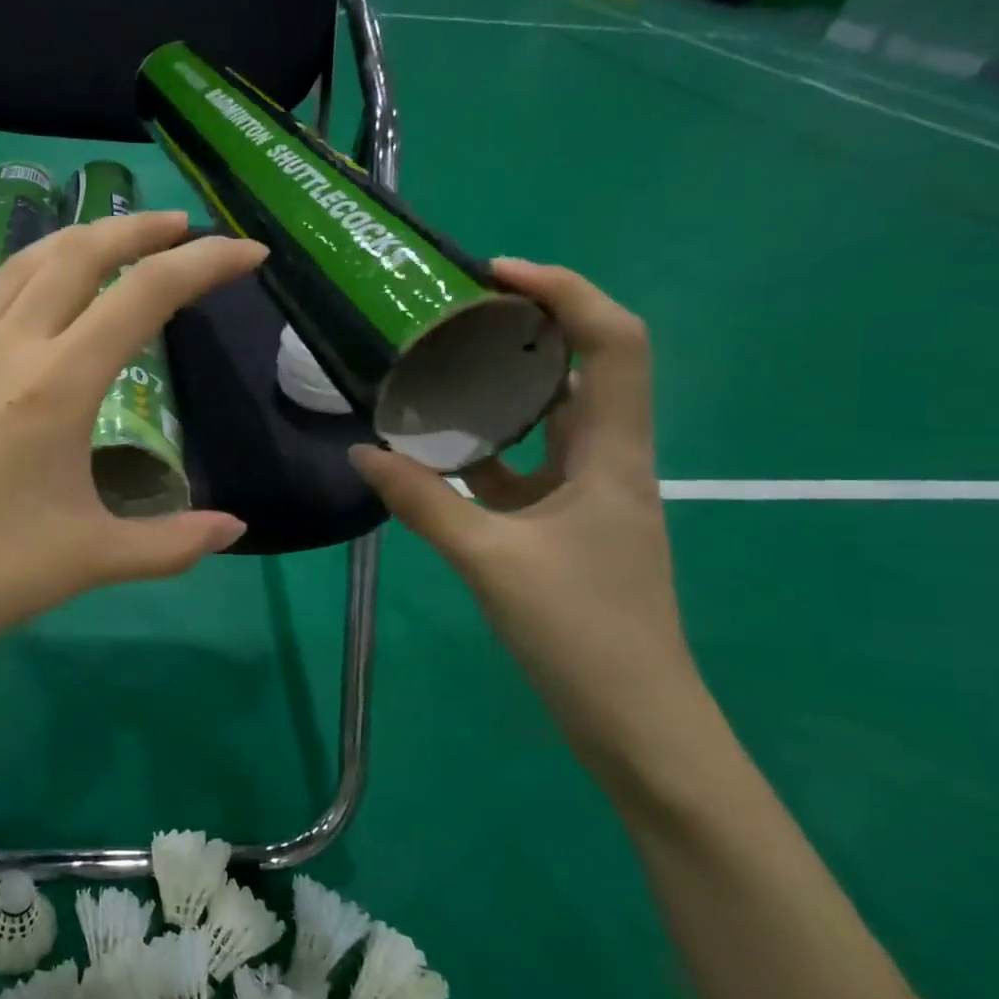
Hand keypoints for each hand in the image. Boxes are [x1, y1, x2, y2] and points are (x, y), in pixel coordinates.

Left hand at [0, 212, 261, 688]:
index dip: (205, 264)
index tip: (248, 253)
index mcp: (59, 384)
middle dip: (138, 229)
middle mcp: (6, 348)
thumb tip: (234, 529)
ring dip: (69, 242)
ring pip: (16, 267)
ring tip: (104, 242)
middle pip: (80, 256)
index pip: (147, 296)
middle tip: (180, 227)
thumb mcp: (92, 559)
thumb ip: (172, 542)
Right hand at [351, 260, 700, 769]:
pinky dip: (485, 453)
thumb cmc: (582, 633)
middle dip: (524, 332)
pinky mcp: (567, 529)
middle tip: (453, 318)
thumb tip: (362, 452)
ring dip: (501, 394)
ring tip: (437, 373)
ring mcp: (588, 497)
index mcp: (613, 454)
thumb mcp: (491, 560)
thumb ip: (424, 502)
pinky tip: (436, 454)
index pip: (614, 342)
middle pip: (580, 371)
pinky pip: (524, 470)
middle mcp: (608, 462)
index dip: (567, 291)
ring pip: (548, 422)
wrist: (636, 722)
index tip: (498, 275)